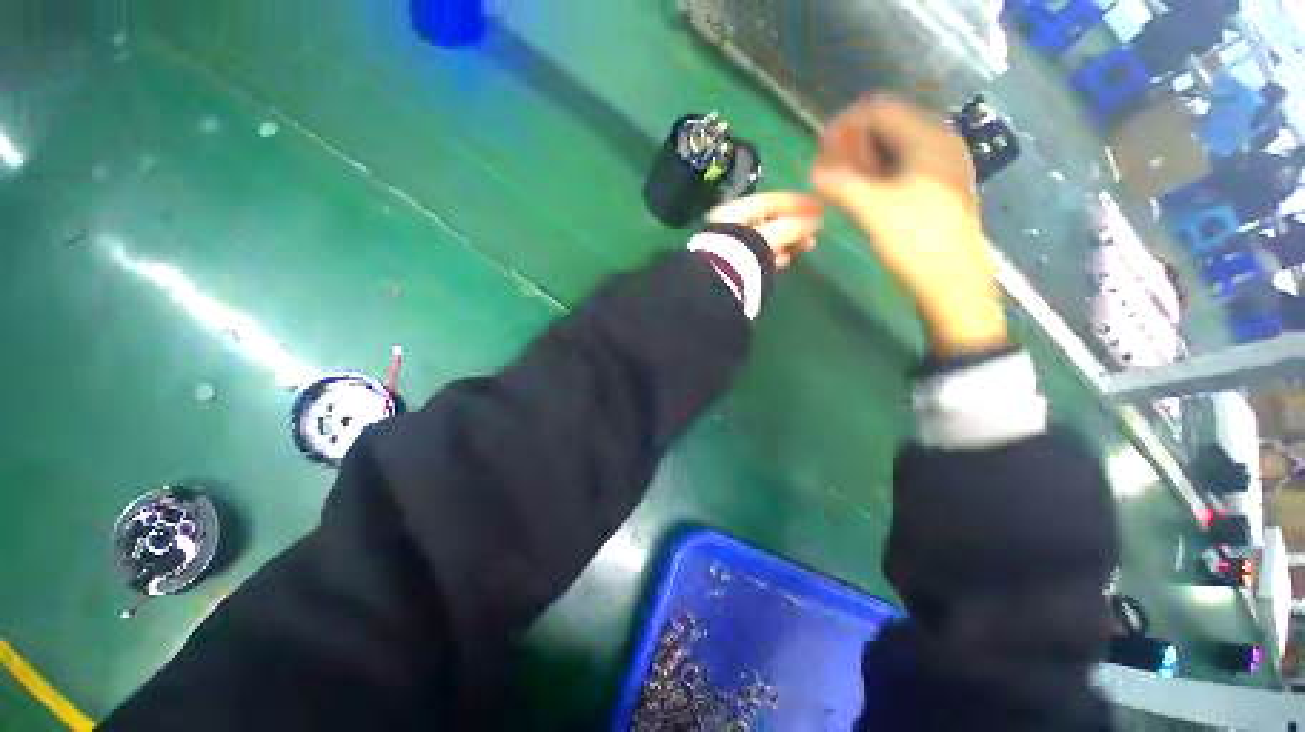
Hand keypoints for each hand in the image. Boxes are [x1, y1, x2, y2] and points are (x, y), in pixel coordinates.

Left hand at [707, 192, 823, 268]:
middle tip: (815, 232)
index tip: (819, 206)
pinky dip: (774, 256)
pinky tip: (785, 261)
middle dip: (795, 226)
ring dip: (788, 242)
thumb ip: (794, 227)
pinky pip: (759, 255)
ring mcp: (732, 246)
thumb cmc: (743, 252)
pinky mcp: (736, 265)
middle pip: (769, 221)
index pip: (771, 200)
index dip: (797, 202)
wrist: (720, 283)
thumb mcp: (771, 235)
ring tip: (806, 247)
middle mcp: (731, 225)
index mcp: (735, 210)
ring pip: (766, 239)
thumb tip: (814, 222)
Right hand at [810, 96, 1007, 355]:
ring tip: (841, 184)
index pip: (879, 109)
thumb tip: (813, 170)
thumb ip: (839, 183)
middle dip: (852, 144)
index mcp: (929, 137)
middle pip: (888, 126)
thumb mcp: (871, 208)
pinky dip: (878, 174)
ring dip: (863, 161)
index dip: (845, 124)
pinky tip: (864, 194)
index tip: (820, 150)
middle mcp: (940, 142)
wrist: (952, 280)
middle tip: (828, 172)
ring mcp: (943, 166)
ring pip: (894, 148)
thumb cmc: (914, 239)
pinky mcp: (939, 187)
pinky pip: (903, 167)